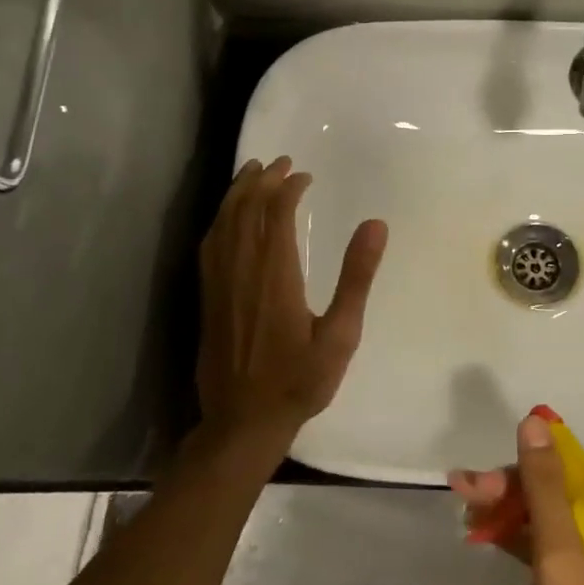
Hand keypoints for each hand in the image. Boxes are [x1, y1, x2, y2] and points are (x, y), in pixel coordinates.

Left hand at [197, 157, 387, 448]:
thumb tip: (376, 224)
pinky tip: (227, 216)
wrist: (242, 422)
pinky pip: (210, 245)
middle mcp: (242, 270)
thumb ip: (356, 277)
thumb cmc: (299, 381)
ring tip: (252, 172)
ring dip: (238, 193)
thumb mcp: (341, 334)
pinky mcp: (208, 297)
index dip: (288, 188)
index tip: (304, 175)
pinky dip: (220, 219)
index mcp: (275, 274)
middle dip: (262, 180)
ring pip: (224, 223)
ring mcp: (220, 283)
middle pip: (246, 210)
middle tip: (280, 161)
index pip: (276, 214)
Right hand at [449, 415, 583, 584]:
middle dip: (504, 499)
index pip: (563, 475)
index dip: (518, 468)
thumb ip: (546, 491)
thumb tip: (536, 421)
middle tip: (458, 496)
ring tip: (463, 532)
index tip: (474, 478)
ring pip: (543, 551)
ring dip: (504, 539)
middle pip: (550, 509)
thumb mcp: (566, 562)